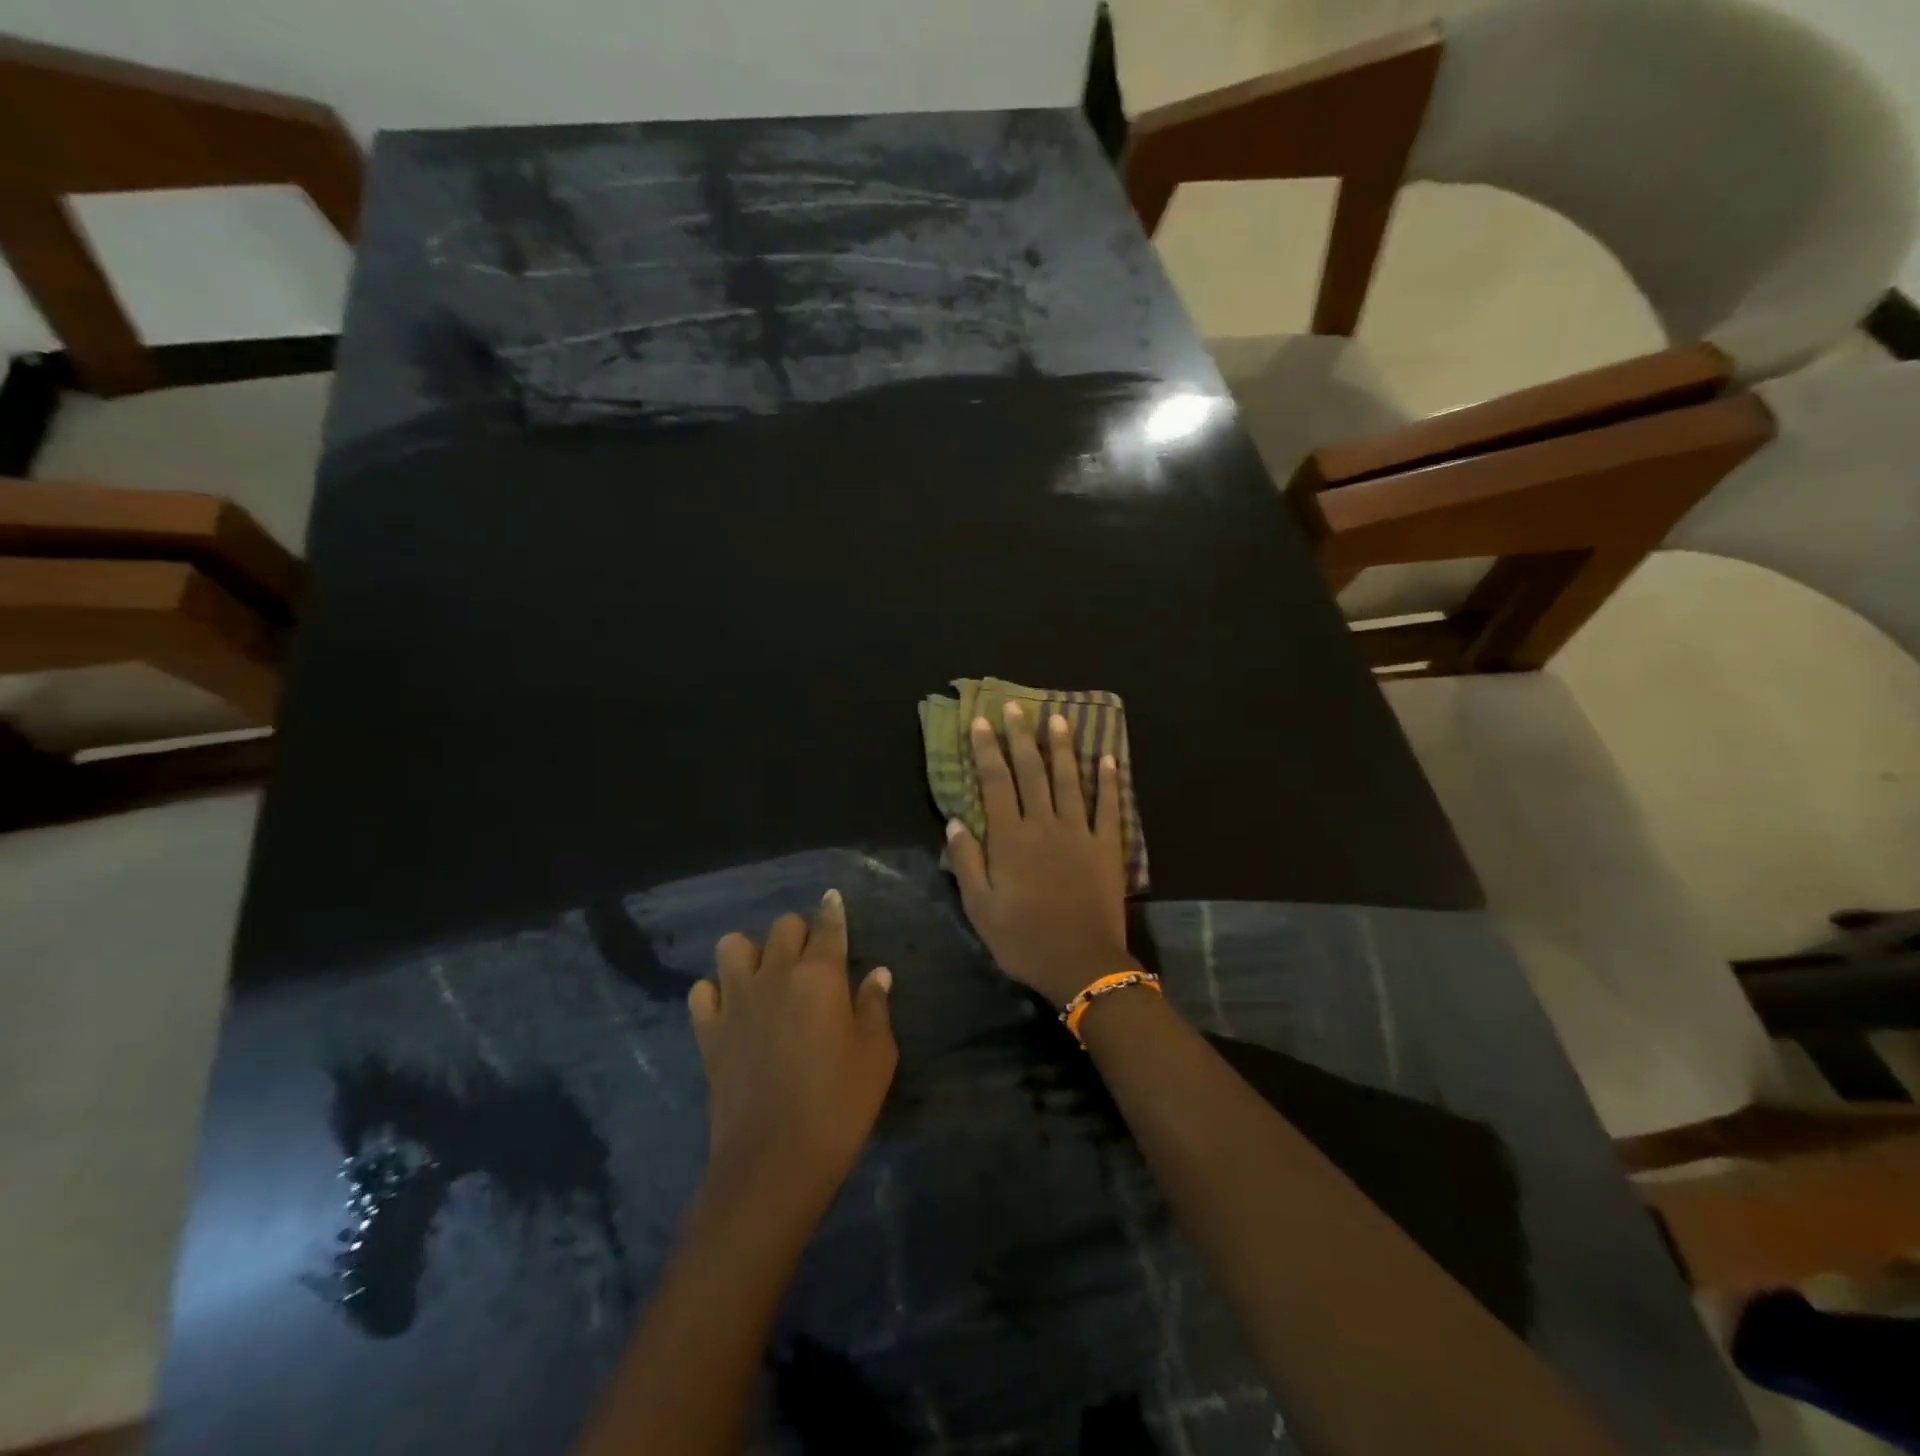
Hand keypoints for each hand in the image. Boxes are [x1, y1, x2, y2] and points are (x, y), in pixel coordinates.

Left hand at [688, 891, 896, 1215]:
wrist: (773, 1161)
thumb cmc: (838, 1105)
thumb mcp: (876, 1055)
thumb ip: (875, 1006)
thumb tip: (877, 973)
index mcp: (819, 975)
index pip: (827, 927)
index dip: (832, 910)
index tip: (832, 899)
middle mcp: (775, 975)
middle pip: (782, 927)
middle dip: (799, 933)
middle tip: (811, 958)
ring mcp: (735, 1002)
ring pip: (732, 946)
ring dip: (751, 953)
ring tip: (766, 976)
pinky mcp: (708, 1032)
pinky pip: (702, 992)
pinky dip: (716, 991)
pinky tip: (732, 1008)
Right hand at [948, 701, 1132, 1005]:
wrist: (1081, 963)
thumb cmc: (1022, 939)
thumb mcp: (979, 907)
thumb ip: (966, 861)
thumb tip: (955, 820)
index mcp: (1009, 838)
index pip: (994, 781)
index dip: (986, 749)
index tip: (980, 722)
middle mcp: (1043, 824)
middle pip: (1030, 771)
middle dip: (1020, 736)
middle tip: (1015, 707)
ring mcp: (1078, 832)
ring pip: (1068, 779)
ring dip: (1061, 747)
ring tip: (1057, 718)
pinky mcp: (1106, 846)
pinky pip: (1108, 806)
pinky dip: (1109, 781)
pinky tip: (1107, 757)